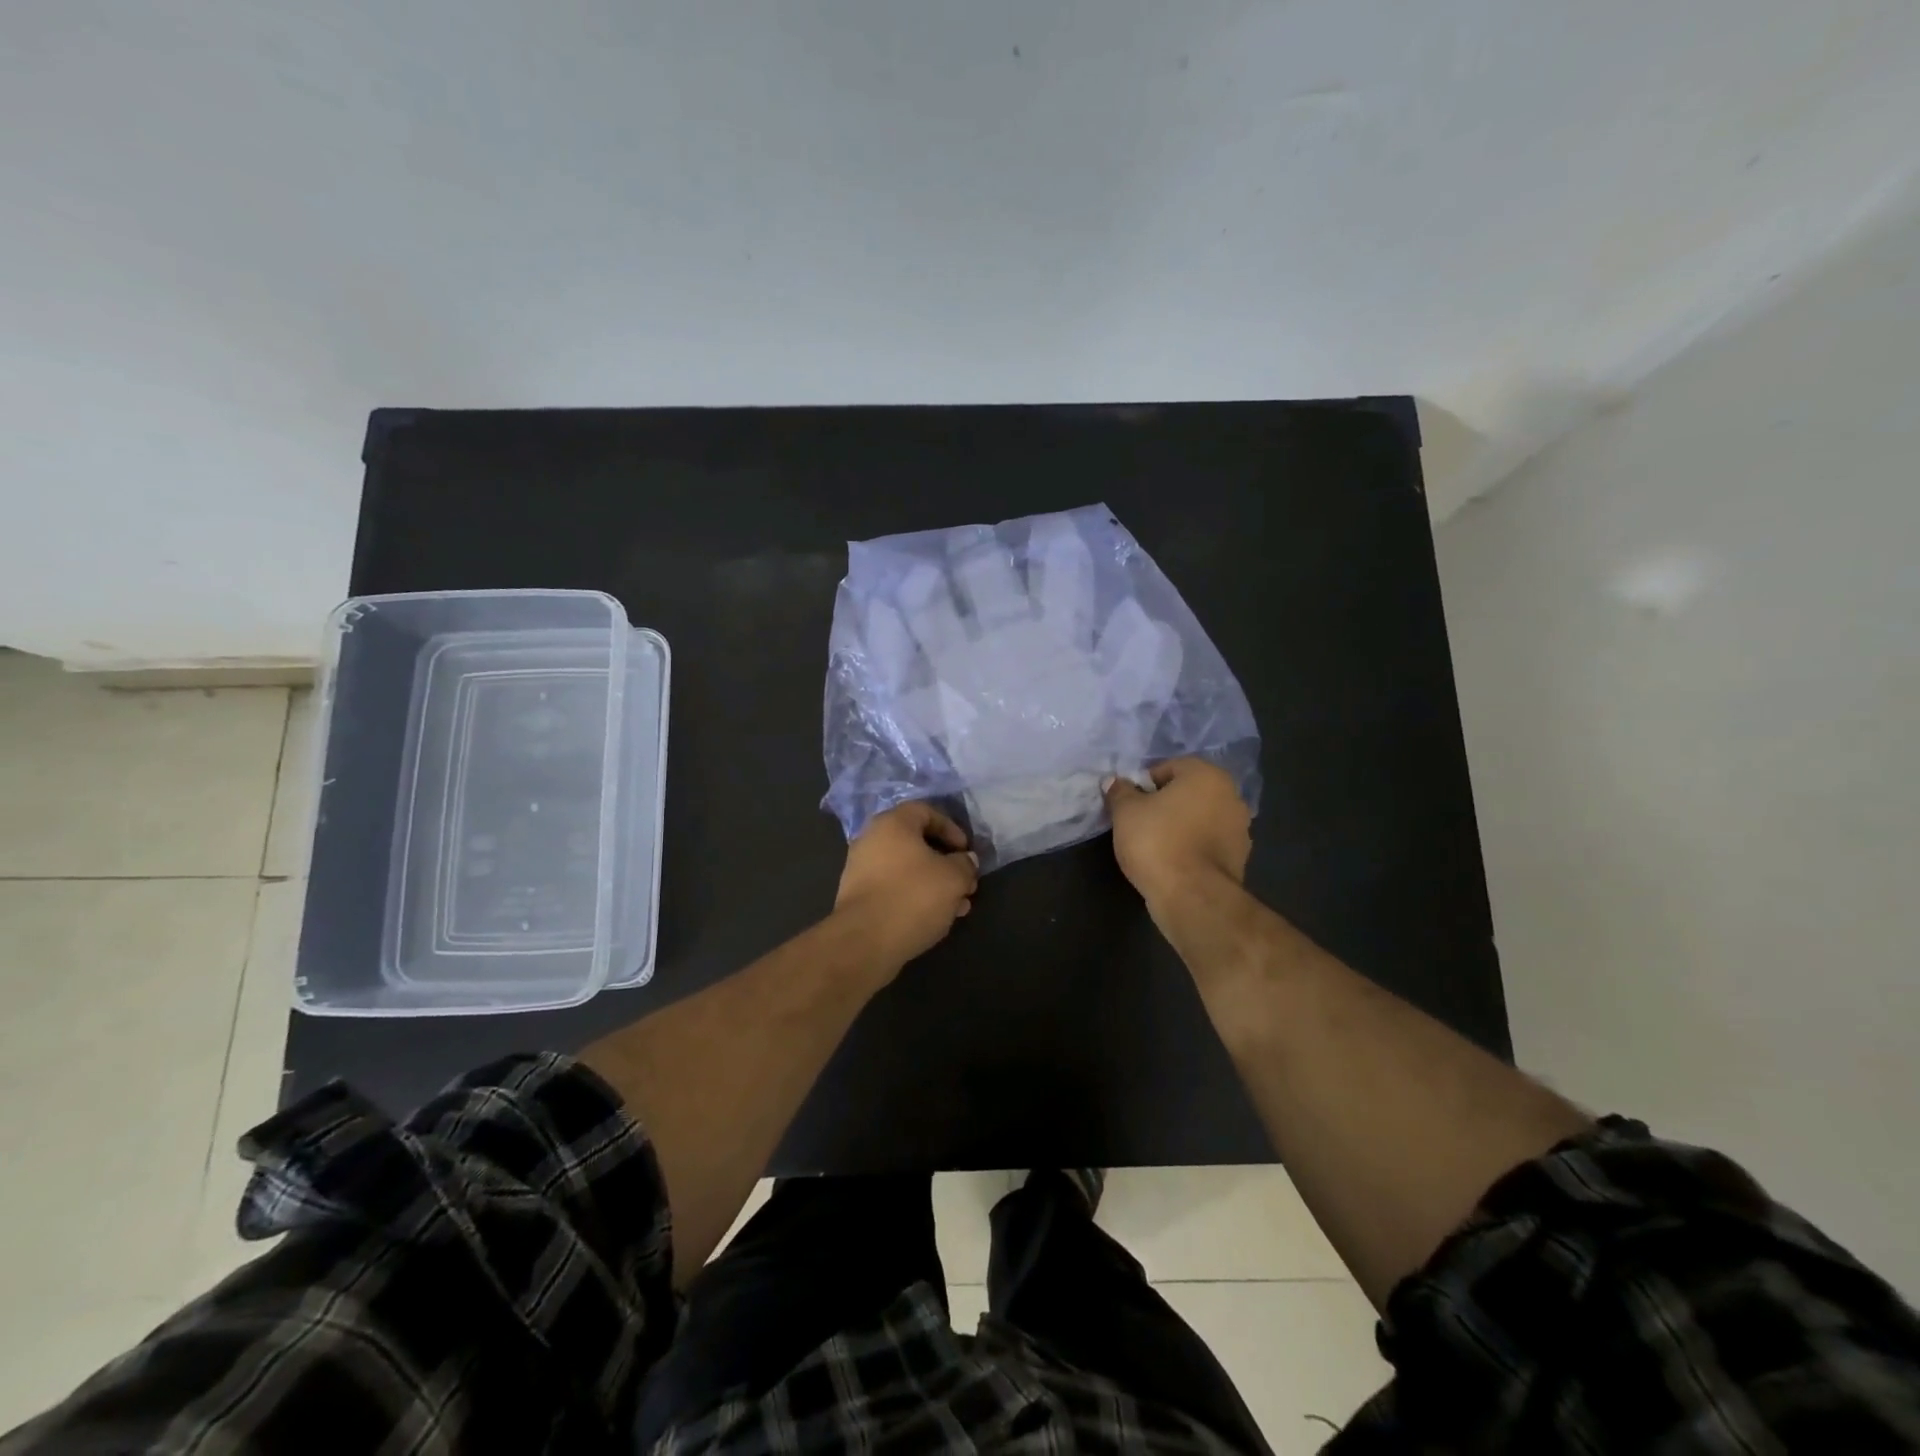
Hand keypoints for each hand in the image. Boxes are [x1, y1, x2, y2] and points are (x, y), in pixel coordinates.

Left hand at [834, 803, 979, 971]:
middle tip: (966, 883)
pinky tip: (935, 918)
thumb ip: (965, 864)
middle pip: (917, 843)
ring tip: (958, 907)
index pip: (926, 811)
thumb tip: (966, 860)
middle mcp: (872, 839)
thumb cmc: (913, 896)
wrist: (864, 941)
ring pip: (907, 869)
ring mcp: (861, 869)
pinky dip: (915, 897)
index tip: (966, 852)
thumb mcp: (953, 877)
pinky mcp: (858, 897)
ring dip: (935, 883)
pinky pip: (894, 888)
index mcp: (892, 824)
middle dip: (946, 863)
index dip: (952, 829)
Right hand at [1104, 758, 1251, 908]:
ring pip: (1200, 819)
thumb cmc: (1157, 841)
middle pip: (1188, 793)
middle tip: (1140, 822)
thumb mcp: (1125, 812)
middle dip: (1165, 804)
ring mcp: (1240, 829)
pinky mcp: (1239, 859)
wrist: (1192, 896)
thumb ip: (1120, 792)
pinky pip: (1208, 844)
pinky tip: (1172, 863)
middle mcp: (1231, 796)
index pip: (1169, 767)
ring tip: (1155, 846)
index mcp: (1207, 775)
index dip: (1145, 783)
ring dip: (1181, 826)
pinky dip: (1192, 848)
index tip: (1130, 803)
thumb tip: (1114, 782)